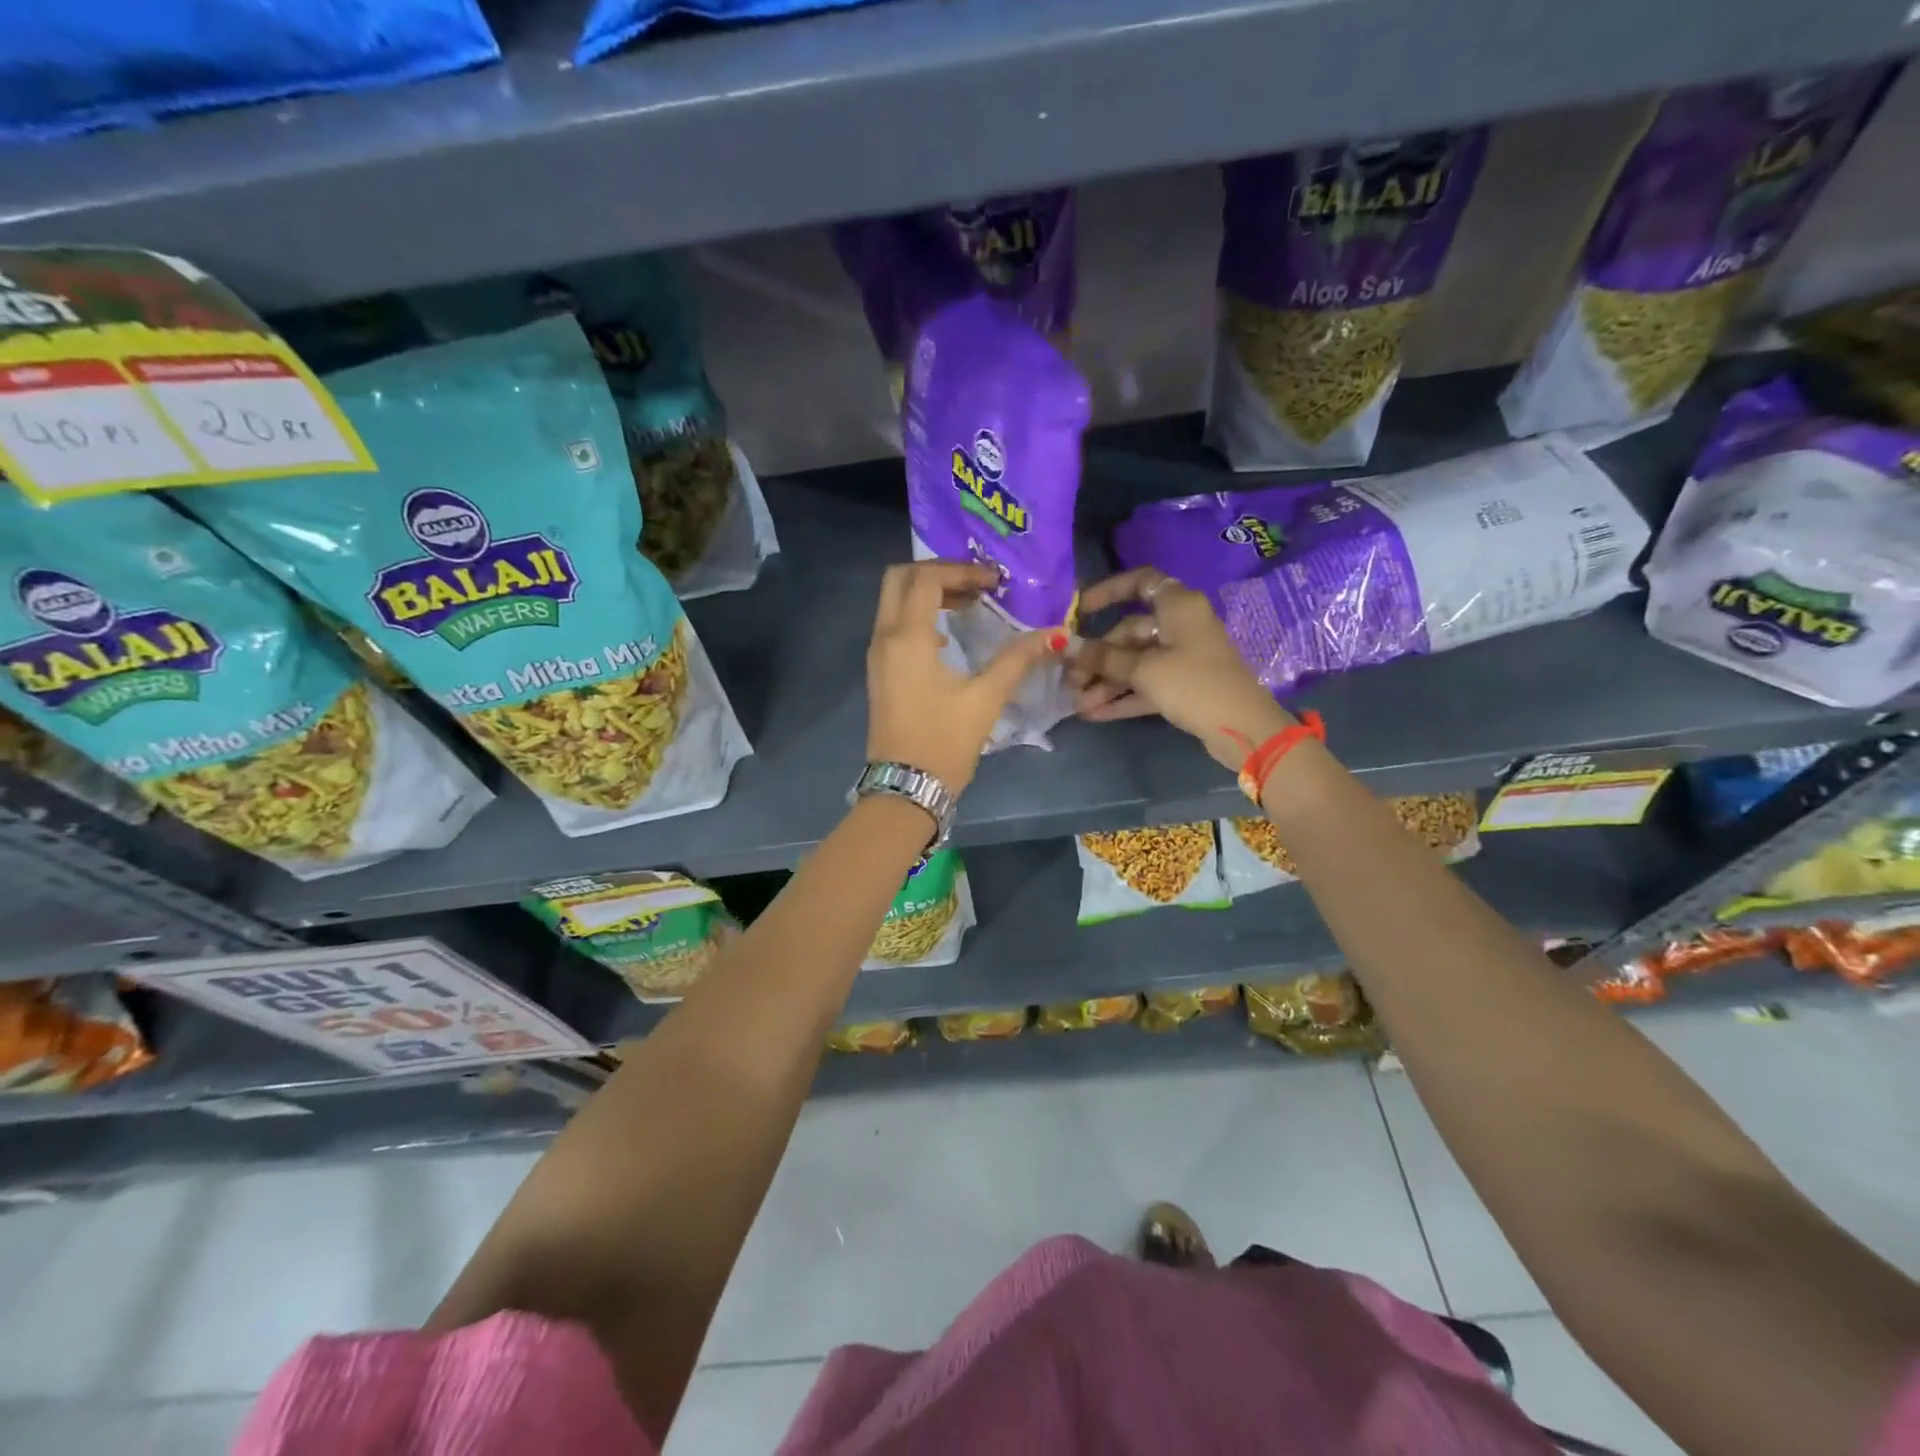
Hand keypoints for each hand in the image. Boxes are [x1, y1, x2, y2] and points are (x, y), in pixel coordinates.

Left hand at [866, 561, 1064, 791]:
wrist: (906, 787)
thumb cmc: (945, 741)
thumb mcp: (986, 698)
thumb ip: (1018, 660)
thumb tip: (1054, 635)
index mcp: (907, 637)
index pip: (926, 578)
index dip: (961, 569)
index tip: (994, 581)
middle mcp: (884, 638)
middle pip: (900, 579)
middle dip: (938, 572)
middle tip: (975, 584)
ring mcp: (876, 655)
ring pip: (893, 601)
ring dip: (927, 593)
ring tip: (969, 605)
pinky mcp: (878, 672)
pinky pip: (893, 625)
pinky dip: (918, 615)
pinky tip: (949, 634)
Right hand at [1067, 566, 1290, 770]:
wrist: (1242, 729)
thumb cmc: (1193, 684)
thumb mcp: (1144, 670)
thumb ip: (1103, 658)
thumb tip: (1068, 646)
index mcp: (1177, 606)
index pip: (1141, 582)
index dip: (1109, 591)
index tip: (1081, 610)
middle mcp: (1179, 626)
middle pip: (1129, 632)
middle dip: (1097, 657)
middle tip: (1069, 680)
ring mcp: (1182, 657)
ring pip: (1135, 662)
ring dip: (1105, 682)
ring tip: (1076, 704)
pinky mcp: (1183, 686)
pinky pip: (1146, 685)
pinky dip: (1122, 696)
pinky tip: (1093, 714)